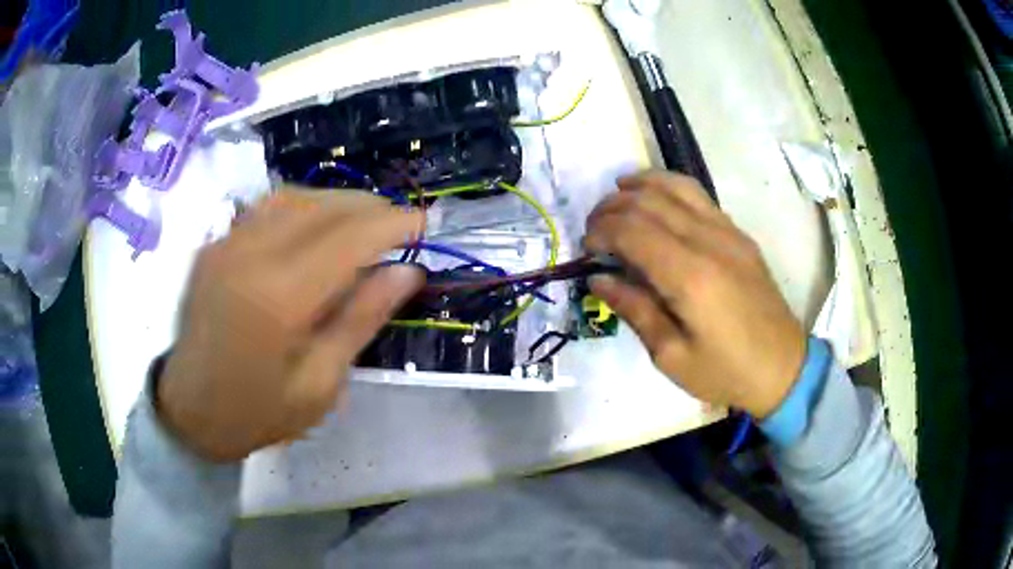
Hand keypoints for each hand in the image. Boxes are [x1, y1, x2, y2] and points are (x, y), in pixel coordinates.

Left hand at [157, 190, 423, 461]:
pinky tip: (317, 222)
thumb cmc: (258, 412)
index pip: (348, 237)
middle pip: (322, 206)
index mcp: (279, 298)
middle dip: (370, 207)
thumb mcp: (320, 384)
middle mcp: (250, 255)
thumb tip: (407, 272)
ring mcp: (226, 244)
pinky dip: (303, 205)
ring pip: (294, 196)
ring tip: (365, 219)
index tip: (424, 224)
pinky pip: (266, 207)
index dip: (391, 224)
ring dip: (337, 201)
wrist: (189, 411)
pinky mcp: (215, 245)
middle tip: (400, 223)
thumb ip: (361, 320)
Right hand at [584, 172, 804, 417]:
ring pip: (676, 187)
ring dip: (640, 185)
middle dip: (612, 207)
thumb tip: (599, 278)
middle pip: (649, 202)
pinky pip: (699, 196)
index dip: (601, 232)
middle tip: (593, 228)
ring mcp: (728, 233)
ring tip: (617, 193)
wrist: (783, 367)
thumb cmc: (725, 371)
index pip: (632, 231)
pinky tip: (656, 197)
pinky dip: (670, 187)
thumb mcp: (671, 356)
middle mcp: (708, 242)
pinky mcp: (739, 234)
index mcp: (690, 277)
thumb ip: (635, 310)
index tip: (586, 249)